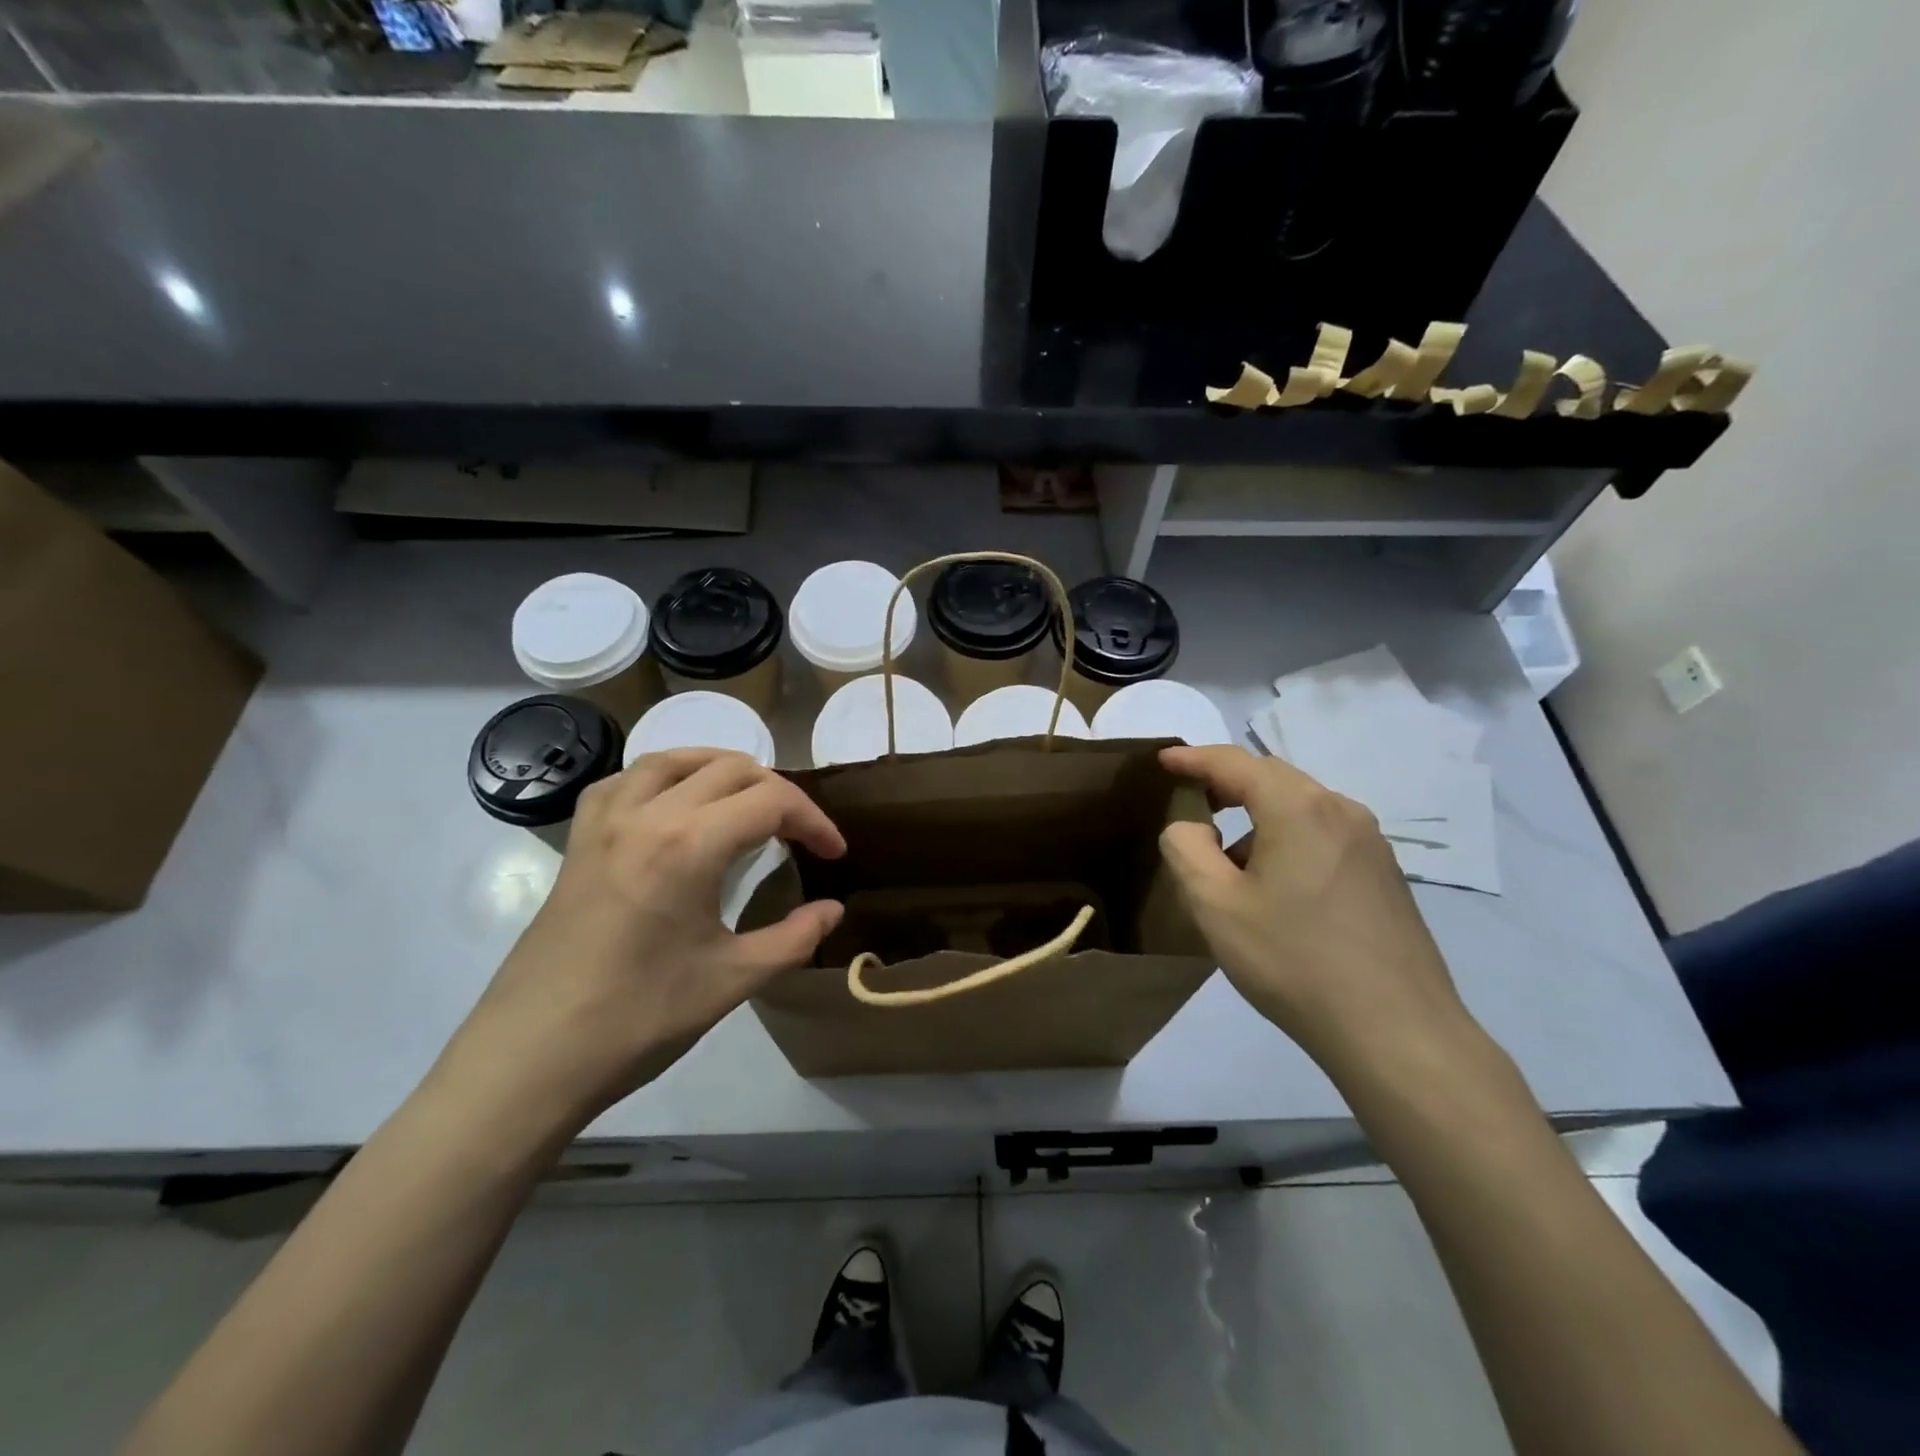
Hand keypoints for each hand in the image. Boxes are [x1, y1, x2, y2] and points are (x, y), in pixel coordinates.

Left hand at [447, 749, 845, 1129]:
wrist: (532, 1058)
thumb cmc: (638, 1019)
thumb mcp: (732, 980)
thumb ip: (794, 938)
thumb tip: (833, 910)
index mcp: (688, 844)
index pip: (770, 802)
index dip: (813, 821)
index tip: (834, 853)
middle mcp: (646, 815)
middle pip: (729, 769)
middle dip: (777, 793)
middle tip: (799, 834)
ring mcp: (604, 823)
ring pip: (673, 760)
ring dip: (721, 769)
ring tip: (748, 799)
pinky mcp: (578, 842)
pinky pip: (624, 782)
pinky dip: (663, 778)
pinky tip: (674, 806)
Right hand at [1157, 745, 1477, 1079]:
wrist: (1396, 1032)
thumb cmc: (1293, 961)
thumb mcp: (1215, 905)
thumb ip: (1187, 850)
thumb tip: (1191, 827)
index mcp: (1298, 808)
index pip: (1235, 763)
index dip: (1194, 758)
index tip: (1164, 760)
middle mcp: (1341, 811)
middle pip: (1273, 778)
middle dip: (1228, 783)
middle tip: (1192, 800)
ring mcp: (1371, 843)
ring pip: (1301, 807)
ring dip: (1259, 816)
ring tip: (1230, 860)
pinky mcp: (1386, 875)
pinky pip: (1325, 834)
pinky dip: (1289, 838)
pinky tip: (1278, 886)